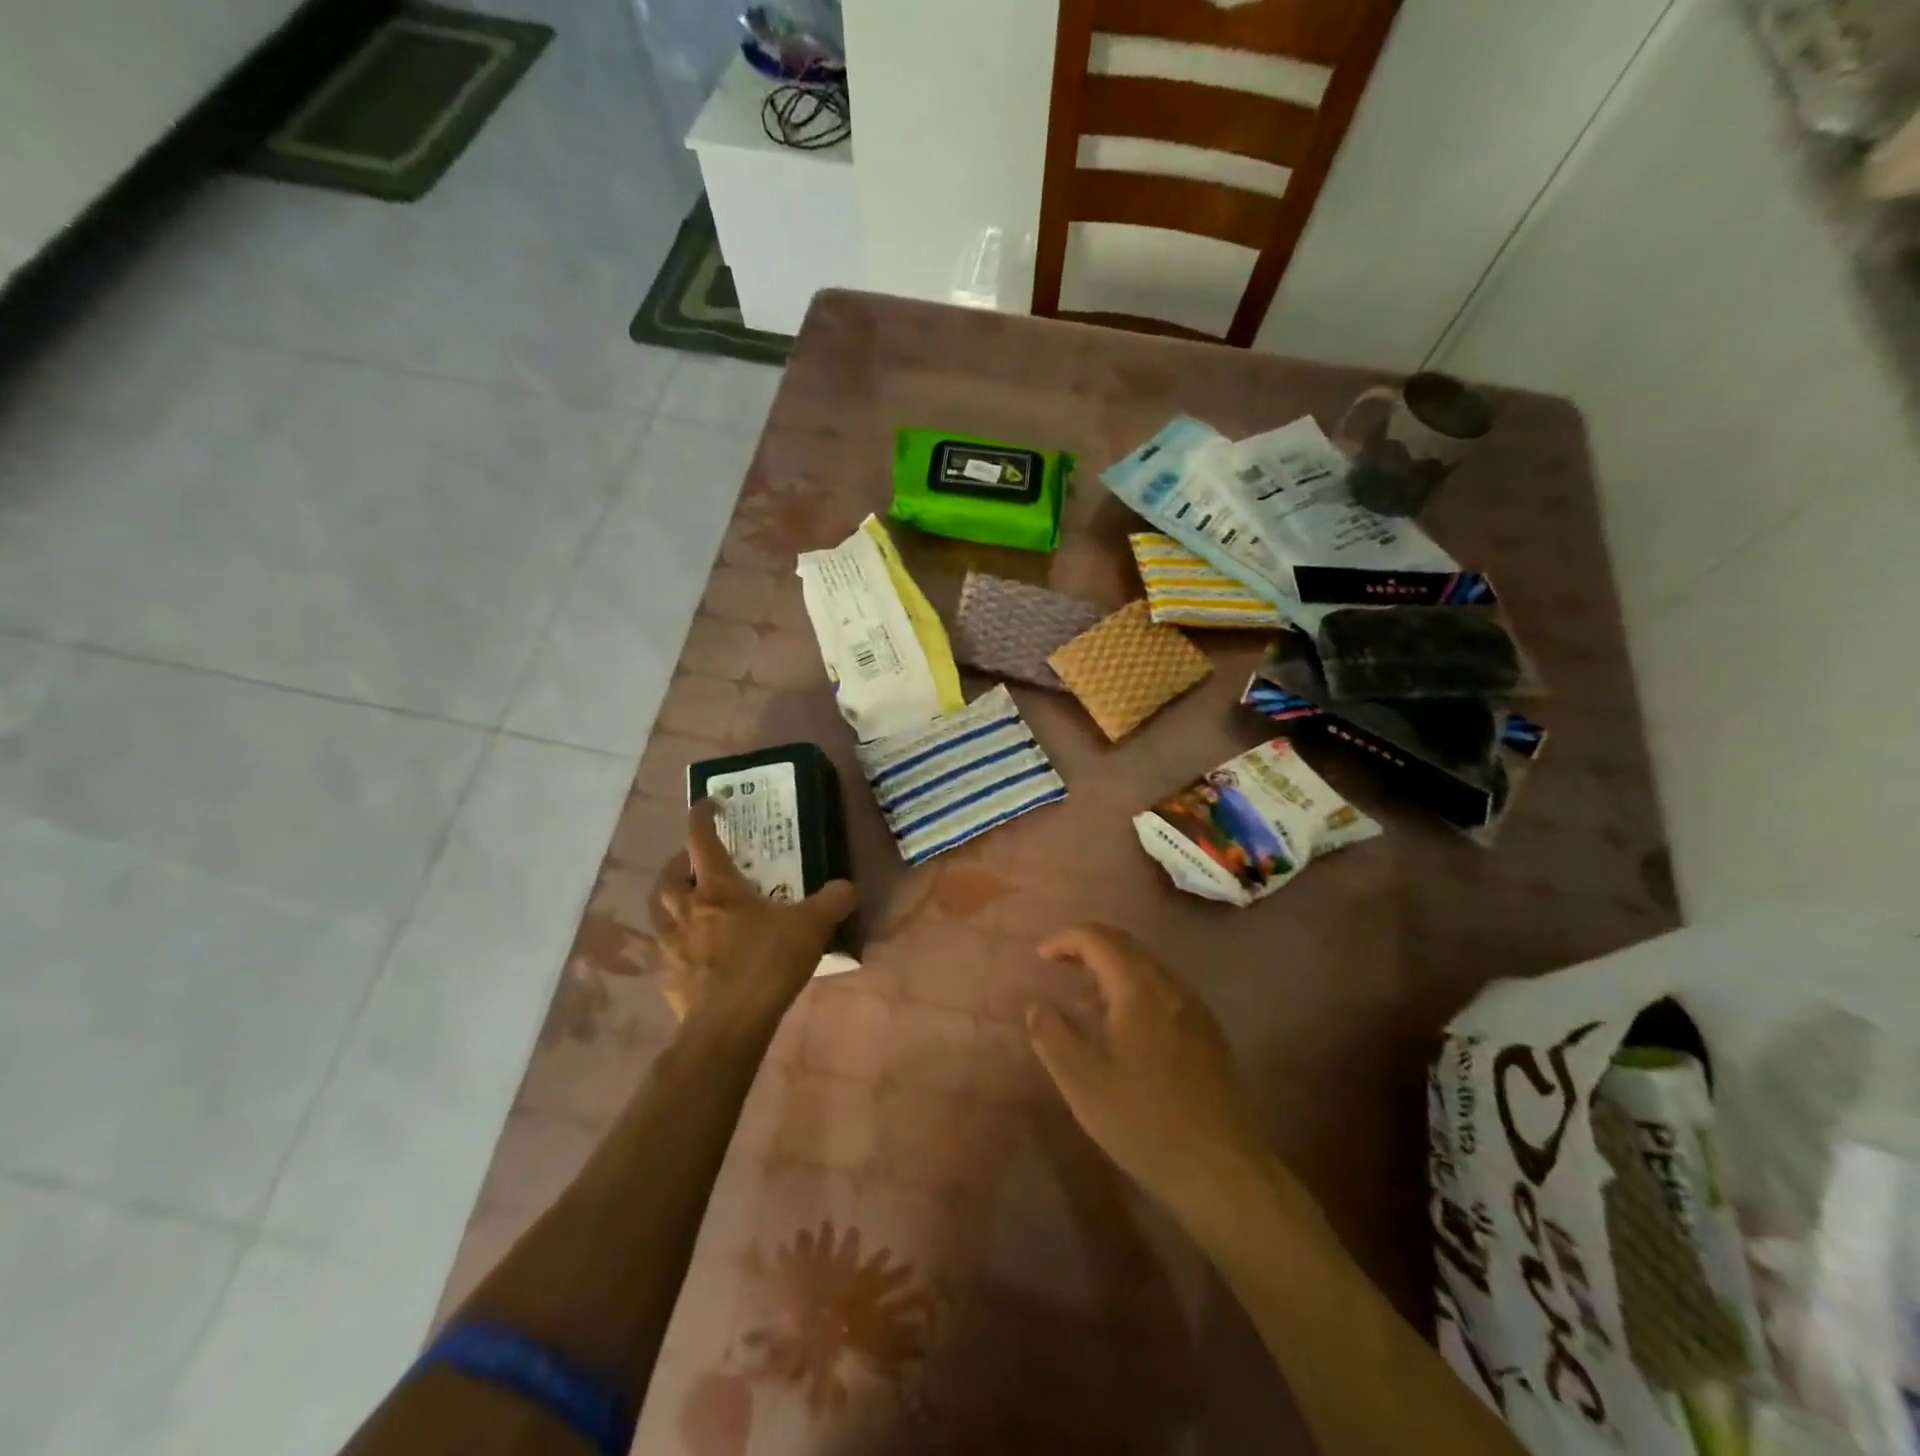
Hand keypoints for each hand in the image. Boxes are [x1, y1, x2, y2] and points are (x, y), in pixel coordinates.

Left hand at [648, 800, 856, 1028]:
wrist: (728, 1026)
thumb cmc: (766, 964)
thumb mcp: (811, 927)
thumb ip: (832, 901)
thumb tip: (848, 887)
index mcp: (717, 889)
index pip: (700, 838)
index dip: (702, 815)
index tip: (710, 803)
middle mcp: (685, 909)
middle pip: (668, 875)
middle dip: (679, 863)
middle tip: (698, 864)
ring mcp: (670, 945)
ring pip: (659, 911)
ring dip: (671, 900)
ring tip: (693, 905)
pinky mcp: (666, 977)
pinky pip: (665, 949)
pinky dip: (676, 941)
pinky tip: (697, 952)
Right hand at [1027, 925, 1271, 1220]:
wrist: (1221, 1170)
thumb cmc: (1144, 1122)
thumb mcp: (1082, 1083)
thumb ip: (1052, 1035)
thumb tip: (1037, 1005)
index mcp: (1139, 989)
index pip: (1098, 938)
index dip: (1065, 940)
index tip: (1040, 958)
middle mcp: (1171, 986)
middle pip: (1126, 944)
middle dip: (1088, 946)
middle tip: (1059, 966)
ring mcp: (1195, 1008)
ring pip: (1148, 966)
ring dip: (1113, 968)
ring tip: (1086, 1000)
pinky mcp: (1209, 1032)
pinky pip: (1165, 989)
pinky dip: (1135, 988)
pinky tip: (1126, 1027)